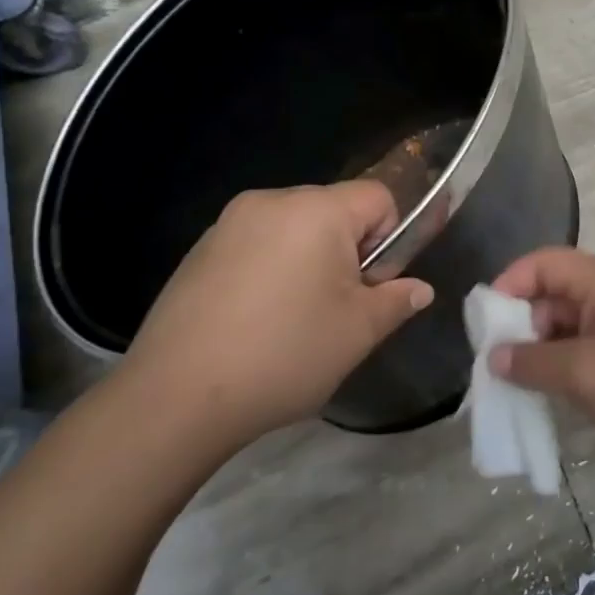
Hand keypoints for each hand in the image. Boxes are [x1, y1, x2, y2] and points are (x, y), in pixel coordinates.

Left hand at [124, 182, 432, 445]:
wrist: (176, 397)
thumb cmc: (285, 354)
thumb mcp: (359, 332)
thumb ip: (397, 300)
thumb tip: (419, 290)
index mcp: (316, 210)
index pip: (378, 197)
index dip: (391, 237)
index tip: (372, 284)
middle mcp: (270, 201)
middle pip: (334, 210)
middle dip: (348, 250)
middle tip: (337, 307)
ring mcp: (228, 224)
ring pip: (293, 229)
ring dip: (308, 260)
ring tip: (292, 318)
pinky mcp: (198, 251)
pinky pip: (256, 246)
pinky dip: (269, 270)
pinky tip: (253, 321)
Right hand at [491, 248, 594, 477]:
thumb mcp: (583, 372)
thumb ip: (532, 362)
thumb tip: (495, 357)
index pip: (542, 263)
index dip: (508, 285)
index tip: (485, 325)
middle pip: (552, 295)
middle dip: (519, 326)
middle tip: (495, 365)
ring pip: (568, 329)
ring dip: (540, 354)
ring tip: (515, 388)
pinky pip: (587, 355)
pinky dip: (565, 371)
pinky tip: (551, 400)